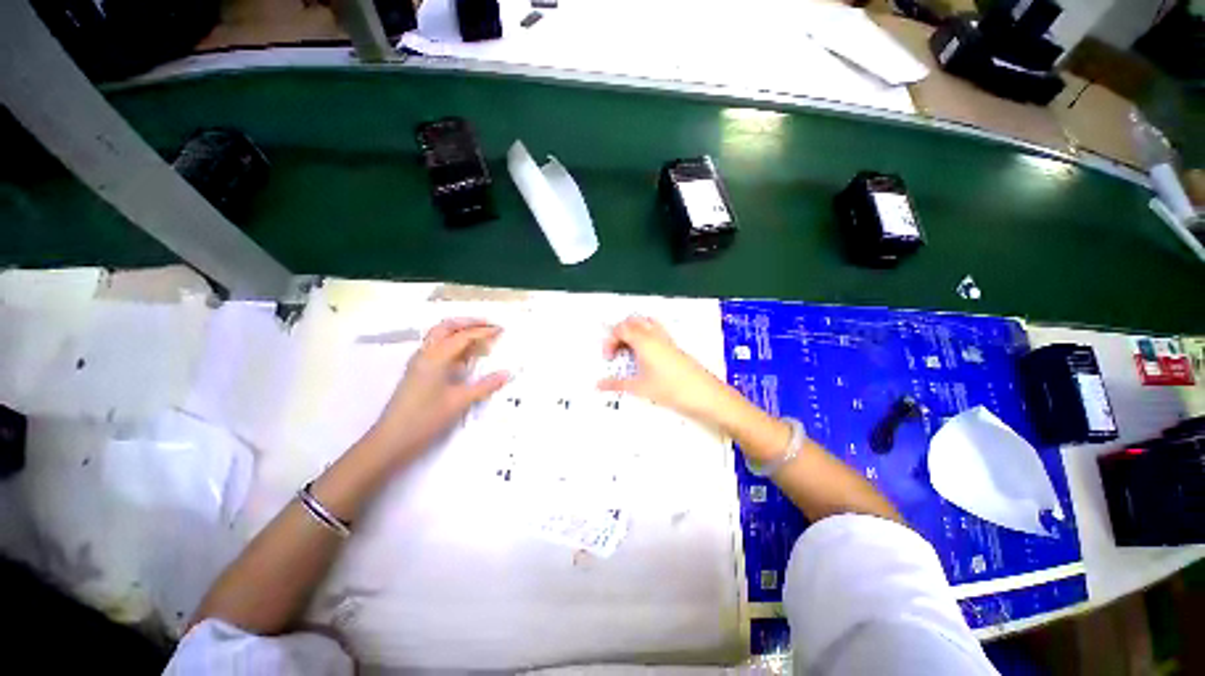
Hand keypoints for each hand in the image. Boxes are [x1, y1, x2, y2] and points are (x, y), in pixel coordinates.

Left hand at [368, 319, 508, 460]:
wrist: (391, 440)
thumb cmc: (426, 419)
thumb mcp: (459, 402)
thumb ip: (485, 386)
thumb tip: (506, 373)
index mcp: (435, 357)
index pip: (463, 336)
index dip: (483, 331)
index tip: (501, 330)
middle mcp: (425, 353)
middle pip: (447, 327)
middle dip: (469, 323)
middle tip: (489, 325)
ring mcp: (419, 361)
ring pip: (439, 335)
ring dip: (459, 330)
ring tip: (479, 335)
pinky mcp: (417, 371)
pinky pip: (437, 347)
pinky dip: (453, 343)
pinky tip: (464, 354)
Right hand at [599, 316, 735, 424]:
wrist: (704, 394)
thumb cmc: (671, 389)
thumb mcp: (640, 388)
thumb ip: (617, 384)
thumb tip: (599, 385)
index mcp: (644, 341)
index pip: (621, 329)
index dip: (610, 340)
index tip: (609, 358)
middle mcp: (655, 335)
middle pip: (632, 321)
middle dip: (620, 332)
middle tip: (616, 351)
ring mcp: (666, 339)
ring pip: (645, 323)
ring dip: (634, 331)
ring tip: (629, 350)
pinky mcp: (674, 346)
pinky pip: (656, 331)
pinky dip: (646, 336)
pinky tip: (646, 356)